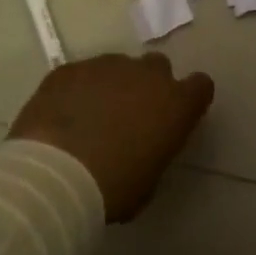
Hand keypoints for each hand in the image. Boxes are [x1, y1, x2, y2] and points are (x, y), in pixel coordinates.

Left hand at [9, 53, 215, 221]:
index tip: (175, 116)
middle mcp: (146, 75)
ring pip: (117, 67)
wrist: (55, 174)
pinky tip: (62, 116)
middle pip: (158, 67)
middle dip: (148, 85)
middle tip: (130, 115)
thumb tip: (142, 146)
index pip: (200, 86)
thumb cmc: (113, 188)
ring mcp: (106, 66)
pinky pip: (81, 74)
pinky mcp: (70, 69)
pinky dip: (77, 90)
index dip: (189, 98)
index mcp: (176, 104)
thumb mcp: (149, 180)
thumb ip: (154, 150)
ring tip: (89, 117)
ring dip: (111, 86)